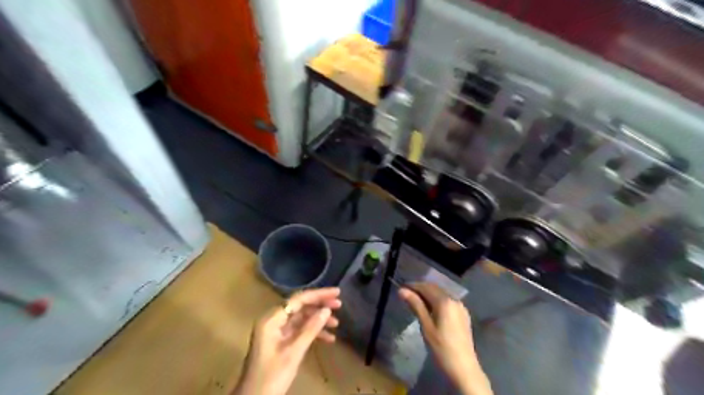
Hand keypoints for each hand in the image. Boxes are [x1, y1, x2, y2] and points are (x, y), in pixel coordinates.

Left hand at [234, 287, 341, 394]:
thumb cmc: (271, 376)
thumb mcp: (293, 352)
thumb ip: (311, 329)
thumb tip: (327, 310)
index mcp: (272, 319)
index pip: (298, 299)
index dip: (319, 294)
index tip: (337, 292)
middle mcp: (273, 320)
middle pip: (300, 306)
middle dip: (320, 306)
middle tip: (339, 305)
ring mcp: (276, 331)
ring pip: (301, 318)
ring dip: (318, 320)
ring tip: (336, 323)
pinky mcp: (279, 341)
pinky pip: (298, 330)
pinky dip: (312, 332)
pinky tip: (328, 338)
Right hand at [399, 283, 490, 394]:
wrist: (464, 368)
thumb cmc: (441, 348)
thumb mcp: (426, 326)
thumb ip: (416, 305)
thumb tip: (402, 290)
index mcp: (445, 301)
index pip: (426, 287)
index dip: (413, 286)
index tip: (401, 288)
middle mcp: (454, 299)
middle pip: (435, 288)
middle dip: (420, 289)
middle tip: (406, 294)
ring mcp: (461, 307)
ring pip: (441, 294)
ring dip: (428, 294)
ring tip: (416, 301)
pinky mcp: (463, 314)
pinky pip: (448, 301)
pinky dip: (437, 301)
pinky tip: (430, 309)